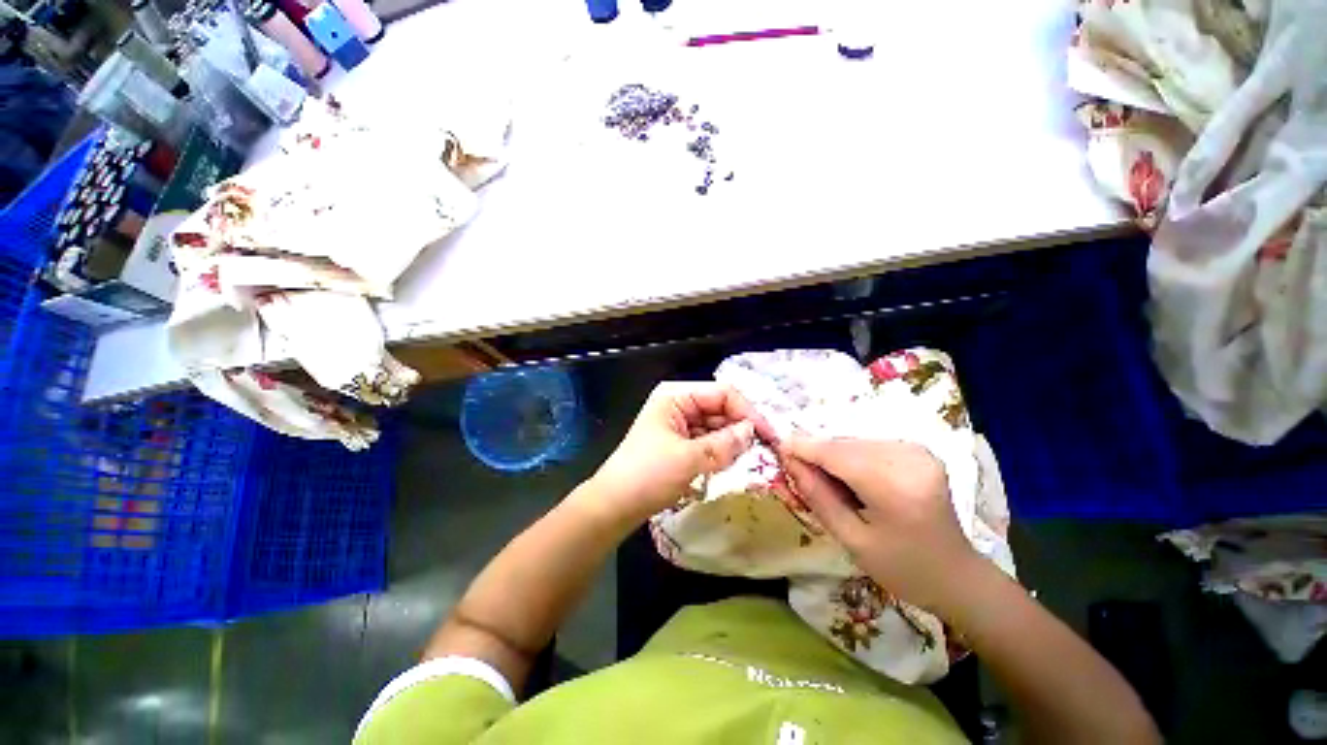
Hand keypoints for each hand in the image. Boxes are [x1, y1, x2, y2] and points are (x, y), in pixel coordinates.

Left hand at [590, 382, 770, 524]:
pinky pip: (707, 441)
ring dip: (731, 441)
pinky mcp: (679, 443)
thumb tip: (753, 432)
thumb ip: (724, 443)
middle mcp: (678, 404)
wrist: (614, 506)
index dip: (747, 412)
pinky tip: (730, 463)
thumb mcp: (689, 458)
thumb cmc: (647, 475)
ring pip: (715, 426)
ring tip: (748, 459)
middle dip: (740, 428)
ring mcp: (678, 424)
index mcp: (676, 396)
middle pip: (720, 409)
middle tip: (763, 451)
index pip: (722, 393)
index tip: (768, 435)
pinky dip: (720, 451)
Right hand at [778, 436, 980, 615]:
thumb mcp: (852, 540)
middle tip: (796, 468)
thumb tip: (790, 462)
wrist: (957, 576)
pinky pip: (869, 445)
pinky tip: (848, 475)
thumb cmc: (903, 568)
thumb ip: (818, 496)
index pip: (838, 456)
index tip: (778, 447)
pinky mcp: (918, 450)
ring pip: (855, 442)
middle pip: (846, 445)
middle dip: (817, 452)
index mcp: (896, 488)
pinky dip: (850, 455)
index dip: (805, 448)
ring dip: (832, 454)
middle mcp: (909, 459)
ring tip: (822, 476)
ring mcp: (918, 451)